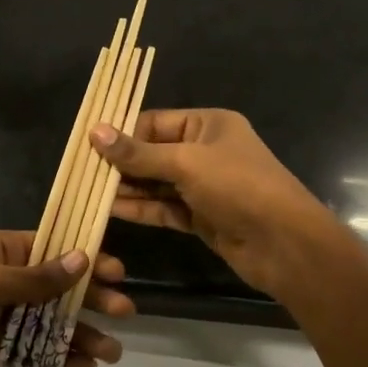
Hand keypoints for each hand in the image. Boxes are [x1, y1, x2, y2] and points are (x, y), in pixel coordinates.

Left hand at [0, 230, 132, 366]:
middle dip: (90, 301)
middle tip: (125, 313)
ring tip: (110, 353)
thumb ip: (37, 278)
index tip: (117, 273)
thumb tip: (82, 258)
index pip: (53, 250)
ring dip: (78, 335)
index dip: (85, 260)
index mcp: (1, 251)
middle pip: (56, 289)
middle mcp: (3, 280)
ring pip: (47, 323)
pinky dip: (55, 358)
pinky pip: (31, 351)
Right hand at [89, 109, 340, 297]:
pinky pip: (163, 207)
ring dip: (126, 188)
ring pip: (156, 183)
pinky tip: (110, 209)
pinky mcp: (200, 216)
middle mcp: (205, 151)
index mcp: (208, 124)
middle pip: (153, 152)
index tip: (90, 146)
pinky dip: (140, 208)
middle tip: (83, 172)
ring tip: (89, 191)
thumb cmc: (238, 187)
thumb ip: (138, 153)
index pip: (154, 122)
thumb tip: (95, 132)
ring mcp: (203, 186)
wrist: (284, 244)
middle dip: (121, 163)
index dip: (123, 133)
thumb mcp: (186, 162)